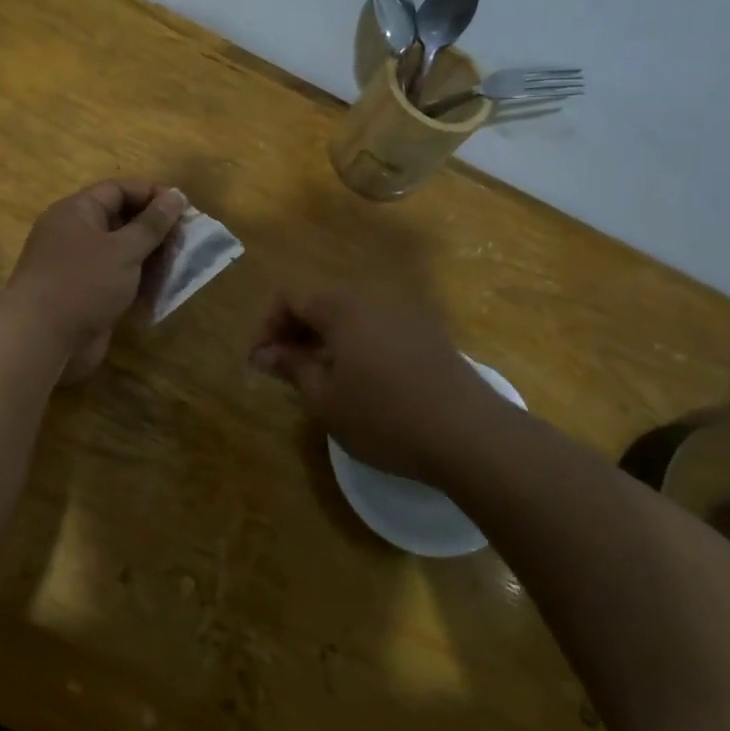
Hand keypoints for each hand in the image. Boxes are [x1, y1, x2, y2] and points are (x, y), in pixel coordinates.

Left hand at [1, 181, 186, 382]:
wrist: (41, 339)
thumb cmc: (83, 283)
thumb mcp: (124, 249)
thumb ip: (152, 224)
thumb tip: (175, 196)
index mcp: (77, 212)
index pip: (118, 190)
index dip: (151, 195)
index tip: (183, 208)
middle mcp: (74, 234)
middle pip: (120, 221)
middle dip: (154, 231)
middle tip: (186, 241)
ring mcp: (78, 267)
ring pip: (120, 255)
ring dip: (150, 260)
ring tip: (180, 267)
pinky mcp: (83, 296)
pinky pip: (115, 282)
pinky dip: (138, 285)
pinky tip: (162, 293)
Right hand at [250, 286, 502, 486]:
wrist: (469, 434)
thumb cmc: (384, 416)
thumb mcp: (325, 398)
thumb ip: (291, 367)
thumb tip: (265, 353)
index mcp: (342, 305)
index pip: (288, 296)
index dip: (266, 326)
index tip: (260, 363)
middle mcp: (373, 296)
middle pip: (320, 300)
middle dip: (294, 331)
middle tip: (284, 371)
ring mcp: (405, 312)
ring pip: (349, 314)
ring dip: (324, 338)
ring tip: (319, 378)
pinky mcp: (427, 332)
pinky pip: (377, 326)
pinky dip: (355, 344)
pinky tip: (360, 380)